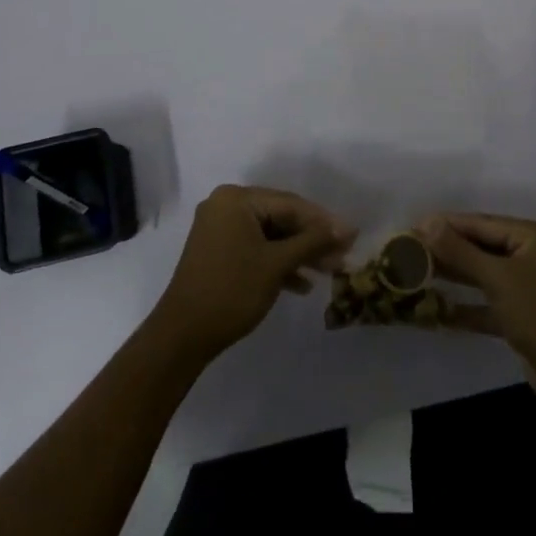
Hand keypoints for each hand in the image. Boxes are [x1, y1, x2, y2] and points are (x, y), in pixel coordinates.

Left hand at [151, 185, 355, 362]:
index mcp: (237, 199)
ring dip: (299, 254)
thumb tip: (347, 228)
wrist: (182, 336)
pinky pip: (256, 248)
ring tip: (329, 273)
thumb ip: (312, 242)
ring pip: (271, 235)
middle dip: (312, 240)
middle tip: (342, 257)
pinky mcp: (219, 251)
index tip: (352, 236)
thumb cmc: (231, 291)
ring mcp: (221, 228)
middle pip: (281, 218)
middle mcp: (227, 205)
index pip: (290, 204)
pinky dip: (278, 263)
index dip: (323, 222)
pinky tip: (302, 284)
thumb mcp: (276, 264)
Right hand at [417, 213, 535, 405]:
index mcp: (535, 236)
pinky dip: (467, 308)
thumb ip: (461, 251)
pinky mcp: (523, 317)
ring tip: (417, 275)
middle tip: (409, 251)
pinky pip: (489, 304)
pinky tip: (438, 312)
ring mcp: (529, 287)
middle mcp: (533, 255)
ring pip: (484, 275)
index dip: (447, 225)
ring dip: (454, 277)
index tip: (413, 226)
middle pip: (482, 247)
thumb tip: (428, 222)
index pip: (482, 223)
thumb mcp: (499, 278)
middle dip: (448, 251)